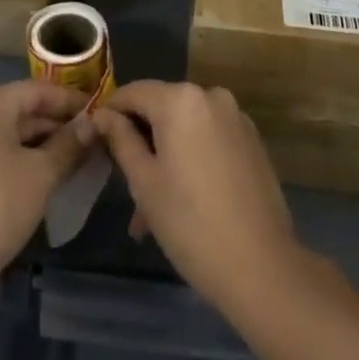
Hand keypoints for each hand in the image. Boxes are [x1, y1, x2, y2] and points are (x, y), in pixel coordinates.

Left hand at [0, 80, 94, 292]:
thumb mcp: (40, 174)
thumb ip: (69, 145)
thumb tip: (92, 124)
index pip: (39, 90)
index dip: (72, 100)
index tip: (102, 112)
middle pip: (24, 110)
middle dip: (60, 125)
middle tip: (96, 141)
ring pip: (12, 135)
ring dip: (44, 146)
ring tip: (80, 160)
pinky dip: (25, 161)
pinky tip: (49, 178)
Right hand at [90, 81, 300, 314]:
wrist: (262, 267)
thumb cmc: (191, 223)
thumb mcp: (144, 182)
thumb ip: (121, 139)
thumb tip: (102, 114)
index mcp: (180, 99)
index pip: (133, 92)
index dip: (111, 113)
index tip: (97, 140)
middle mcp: (210, 95)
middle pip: (162, 108)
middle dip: (141, 141)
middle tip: (125, 185)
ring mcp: (235, 117)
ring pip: (186, 127)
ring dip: (167, 156)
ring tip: (152, 209)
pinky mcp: (252, 141)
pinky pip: (209, 138)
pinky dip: (192, 158)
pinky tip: (185, 200)